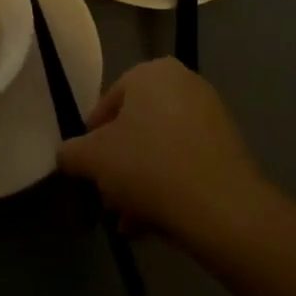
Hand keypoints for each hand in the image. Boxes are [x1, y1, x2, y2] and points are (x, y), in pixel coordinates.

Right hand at [57, 58, 265, 246]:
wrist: (222, 206)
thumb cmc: (149, 166)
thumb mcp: (93, 159)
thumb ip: (72, 153)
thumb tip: (66, 155)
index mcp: (150, 72)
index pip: (107, 103)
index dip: (91, 140)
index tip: (88, 171)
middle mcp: (183, 82)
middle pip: (136, 127)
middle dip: (118, 165)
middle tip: (108, 198)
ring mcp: (210, 114)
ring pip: (160, 148)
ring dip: (140, 182)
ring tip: (128, 221)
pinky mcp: (229, 146)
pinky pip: (186, 161)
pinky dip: (168, 185)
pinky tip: (153, 223)